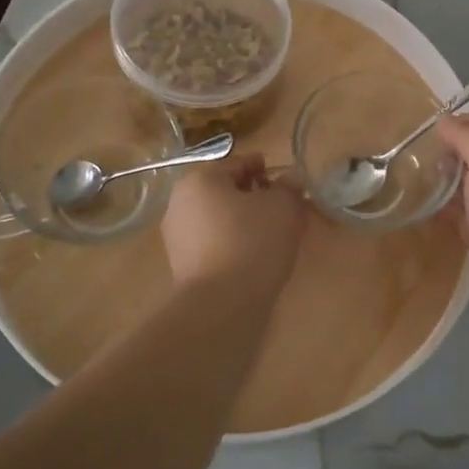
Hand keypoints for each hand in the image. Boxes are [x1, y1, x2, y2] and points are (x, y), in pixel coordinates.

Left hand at [160, 154, 306, 299]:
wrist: (222, 304)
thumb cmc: (252, 242)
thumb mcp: (283, 207)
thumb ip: (289, 187)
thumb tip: (291, 179)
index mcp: (200, 179)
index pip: (239, 164)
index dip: (266, 170)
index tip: (288, 184)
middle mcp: (180, 203)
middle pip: (226, 192)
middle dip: (255, 198)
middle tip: (285, 211)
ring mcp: (177, 237)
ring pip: (220, 219)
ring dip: (245, 222)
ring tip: (275, 237)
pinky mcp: (182, 266)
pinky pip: (215, 244)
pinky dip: (235, 244)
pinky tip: (256, 258)